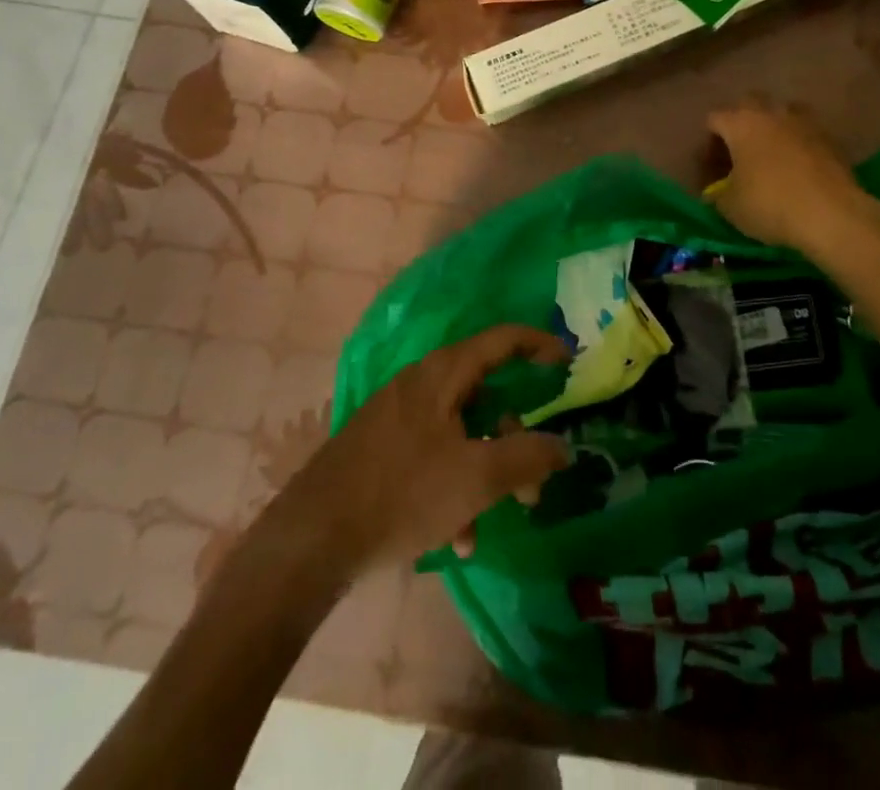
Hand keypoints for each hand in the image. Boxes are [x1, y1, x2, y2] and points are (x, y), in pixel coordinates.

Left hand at [283, 325, 570, 570]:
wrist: (311, 539)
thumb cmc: (402, 493)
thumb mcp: (477, 477)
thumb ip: (528, 457)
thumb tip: (563, 446)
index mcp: (443, 373)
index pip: (503, 339)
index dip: (539, 345)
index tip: (568, 363)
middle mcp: (420, 384)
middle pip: (485, 396)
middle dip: (514, 440)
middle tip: (532, 485)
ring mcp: (397, 416)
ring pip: (460, 433)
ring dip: (483, 475)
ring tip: (485, 526)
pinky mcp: (381, 448)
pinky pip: (433, 456)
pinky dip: (453, 487)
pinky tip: (453, 539)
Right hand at [707, 100, 879, 256]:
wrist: (831, 215)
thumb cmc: (770, 205)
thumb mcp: (730, 207)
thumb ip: (716, 194)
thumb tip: (715, 192)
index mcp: (741, 123)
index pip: (714, 119)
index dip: (708, 142)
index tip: (712, 167)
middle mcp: (772, 113)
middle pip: (749, 103)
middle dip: (741, 122)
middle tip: (740, 152)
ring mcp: (805, 122)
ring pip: (783, 111)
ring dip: (774, 126)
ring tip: (772, 154)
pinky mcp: (831, 138)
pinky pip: (806, 132)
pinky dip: (799, 143)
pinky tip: (798, 167)